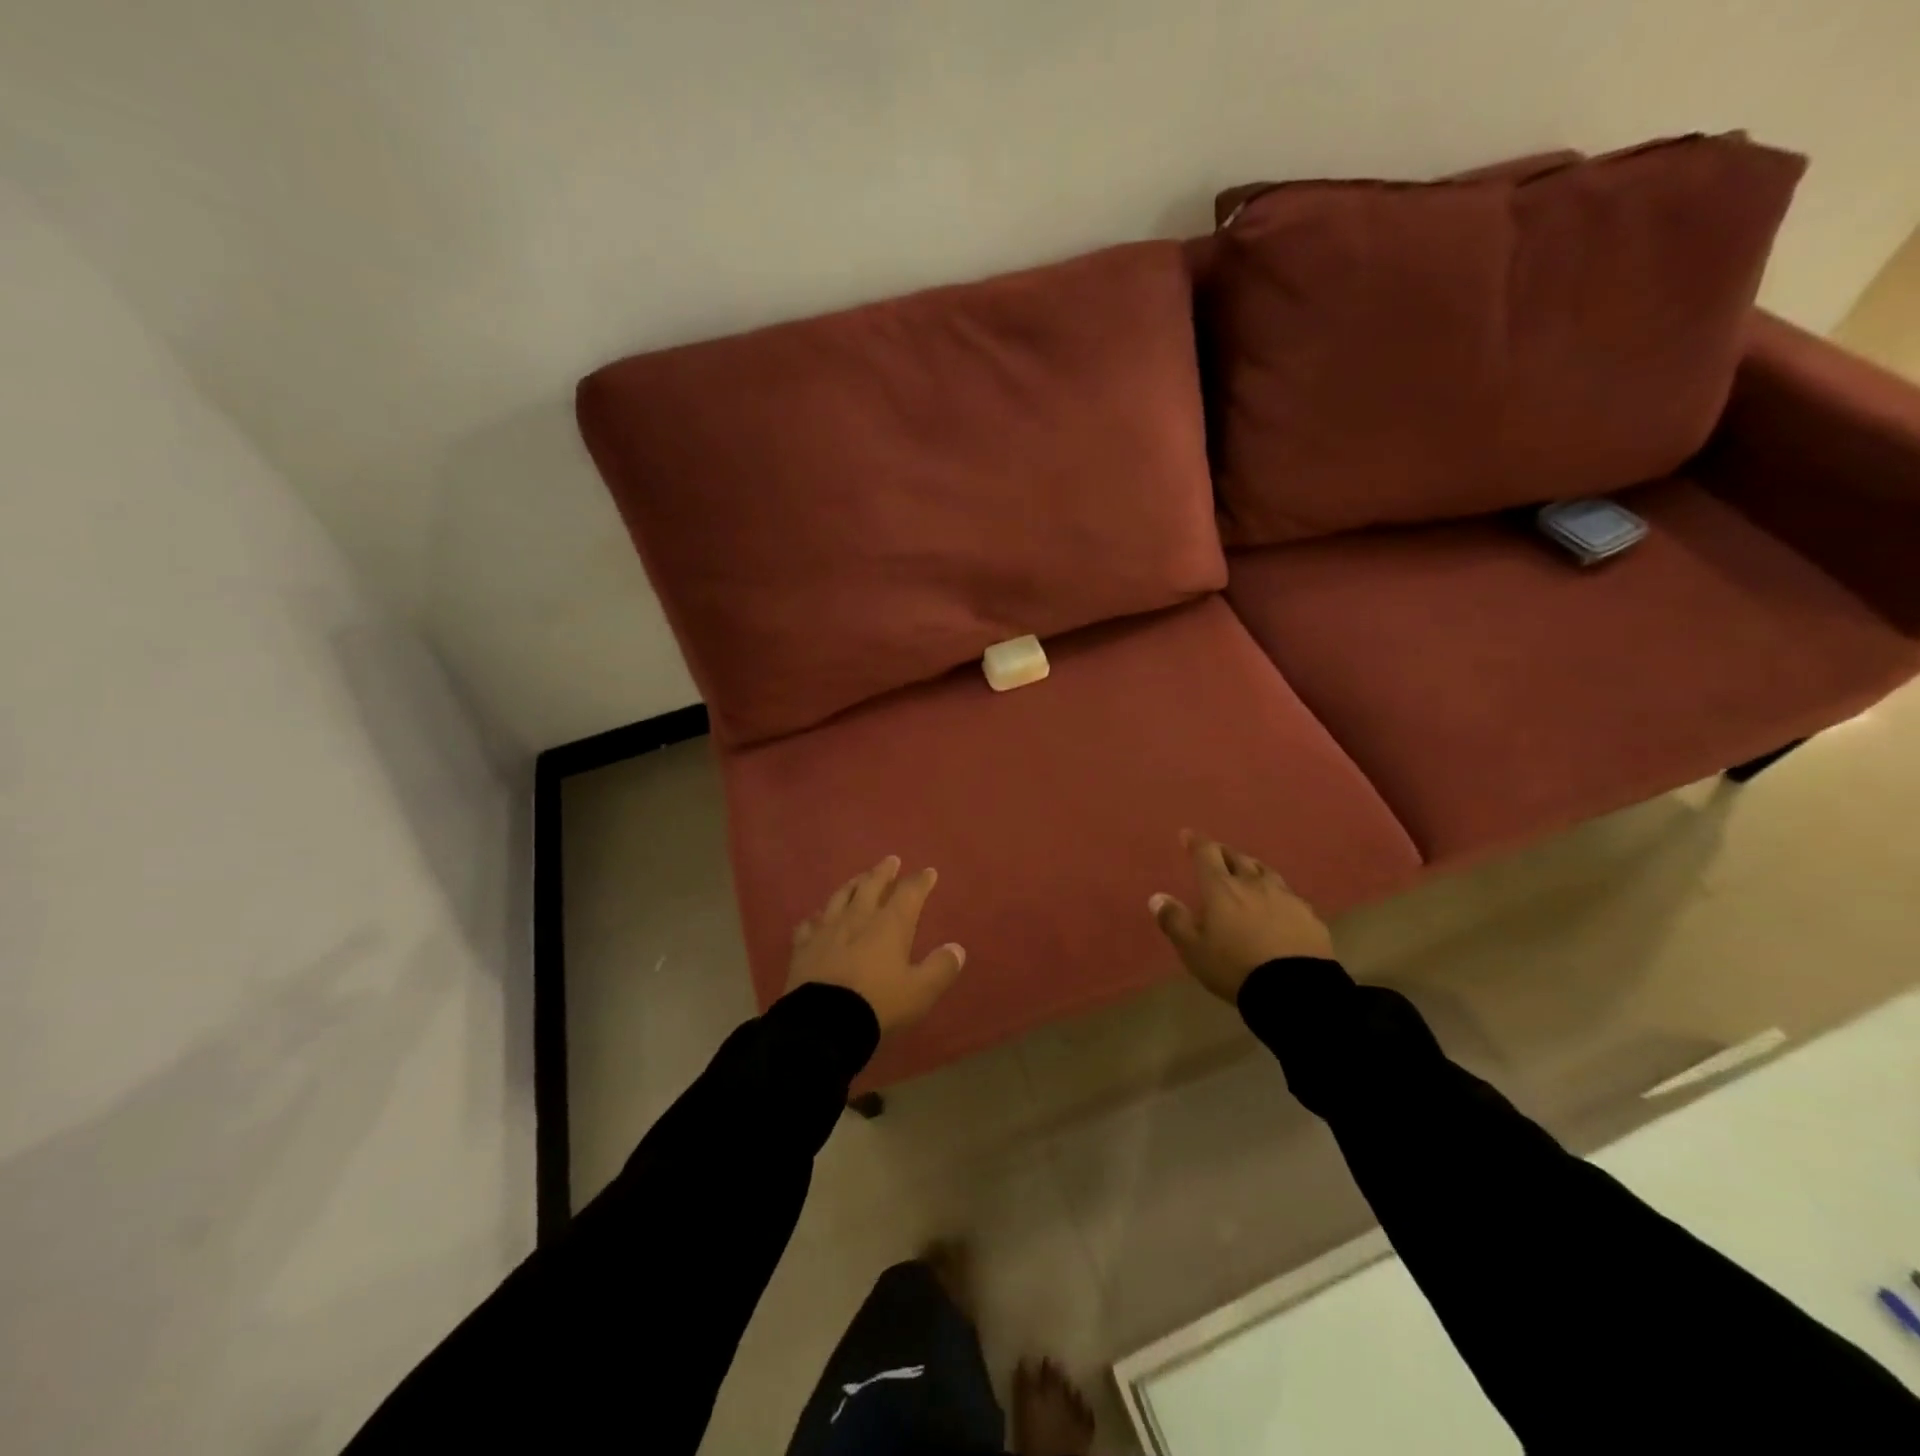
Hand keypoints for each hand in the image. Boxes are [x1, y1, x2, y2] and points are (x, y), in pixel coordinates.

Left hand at [787, 856, 966, 1033]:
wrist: (823, 1023)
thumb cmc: (878, 1003)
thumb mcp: (920, 991)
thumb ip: (940, 968)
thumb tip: (957, 949)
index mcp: (890, 925)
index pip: (909, 893)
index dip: (920, 881)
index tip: (928, 872)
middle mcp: (858, 917)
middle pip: (872, 885)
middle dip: (884, 871)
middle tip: (891, 860)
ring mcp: (827, 929)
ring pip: (841, 896)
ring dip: (853, 884)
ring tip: (859, 878)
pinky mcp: (803, 946)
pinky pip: (810, 923)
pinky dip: (818, 916)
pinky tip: (818, 917)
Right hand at [1149, 830, 1332, 1002]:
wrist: (1295, 989)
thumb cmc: (1235, 966)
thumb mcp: (1193, 949)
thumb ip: (1174, 921)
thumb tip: (1157, 897)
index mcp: (1221, 888)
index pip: (1206, 854)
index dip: (1196, 842)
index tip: (1187, 835)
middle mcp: (1253, 883)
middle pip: (1237, 857)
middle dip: (1223, 853)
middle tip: (1216, 855)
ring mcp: (1285, 897)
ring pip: (1265, 871)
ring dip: (1252, 868)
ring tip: (1247, 872)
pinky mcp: (1308, 915)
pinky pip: (1288, 895)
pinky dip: (1276, 893)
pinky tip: (1277, 904)